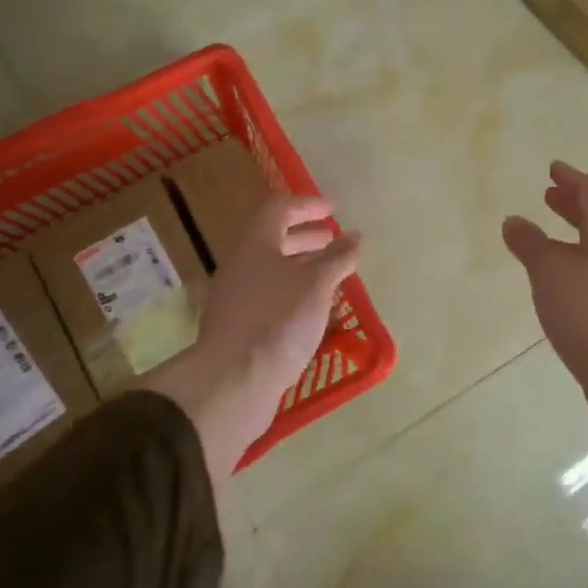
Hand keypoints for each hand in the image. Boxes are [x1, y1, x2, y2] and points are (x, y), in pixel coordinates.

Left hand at [148, 195, 360, 478]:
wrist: (232, 381)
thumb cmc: (278, 320)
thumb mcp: (317, 284)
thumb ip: (338, 258)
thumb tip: (355, 237)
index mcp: (255, 244)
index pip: (279, 209)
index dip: (307, 205)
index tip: (333, 209)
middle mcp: (241, 266)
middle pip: (274, 240)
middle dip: (306, 238)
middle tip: (334, 241)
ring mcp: (236, 298)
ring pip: (272, 272)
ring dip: (302, 268)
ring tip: (331, 276)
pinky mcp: (239, 328)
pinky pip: (270, 298)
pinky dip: (294, 295)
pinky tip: (314, 311)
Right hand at [503, 162, 587, 483]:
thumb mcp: (549, 271)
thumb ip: (529, 243)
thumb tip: (514, 221)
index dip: (571, 179)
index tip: (553, 168)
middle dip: (570, 205)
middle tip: (549, 195)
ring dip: (570, 235)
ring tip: (545, 237)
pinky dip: (570, 263)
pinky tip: (553, 280)